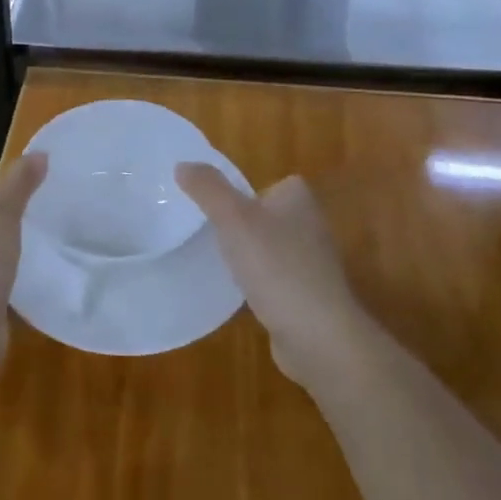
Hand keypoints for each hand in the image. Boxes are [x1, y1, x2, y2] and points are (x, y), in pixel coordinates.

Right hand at [175, 165, 373, 389]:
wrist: (318, 335)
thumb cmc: (277, 267)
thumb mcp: (234, 219)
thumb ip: (208, 189)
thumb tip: (182, 164)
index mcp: (299, 201)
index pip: (274, 183)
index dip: (246, 191)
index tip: (216, 204)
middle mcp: (310, 227)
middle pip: (269, 216)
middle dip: (242, 224)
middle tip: (207, 231)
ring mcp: (311, 265)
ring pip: (270, 249)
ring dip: (248, 255)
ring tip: (215, 262)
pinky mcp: (306, 297)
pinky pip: (273, 281)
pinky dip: (257, 285)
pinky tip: (236, 295)